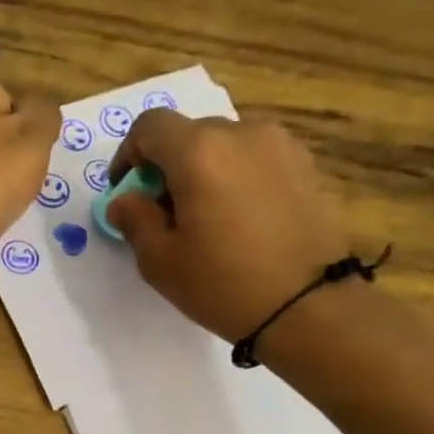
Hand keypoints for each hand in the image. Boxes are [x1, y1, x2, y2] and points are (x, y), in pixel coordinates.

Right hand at [106, 110, 351, 346]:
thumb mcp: (160, 261)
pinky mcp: (306, 166)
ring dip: (204, 172)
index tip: (126, 190)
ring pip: (225, 146)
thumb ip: (135, 220)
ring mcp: (281, 146)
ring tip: (204, 219)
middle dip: (168, 167)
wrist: (308, 306)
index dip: (128, 154)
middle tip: (163, 214)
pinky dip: (237, 178)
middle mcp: (242, 133)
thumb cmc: (223, 284)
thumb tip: (126, 200)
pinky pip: (256, 160)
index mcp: (199, 152)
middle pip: (190, 134)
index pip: (150, 127)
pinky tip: (239, 221)